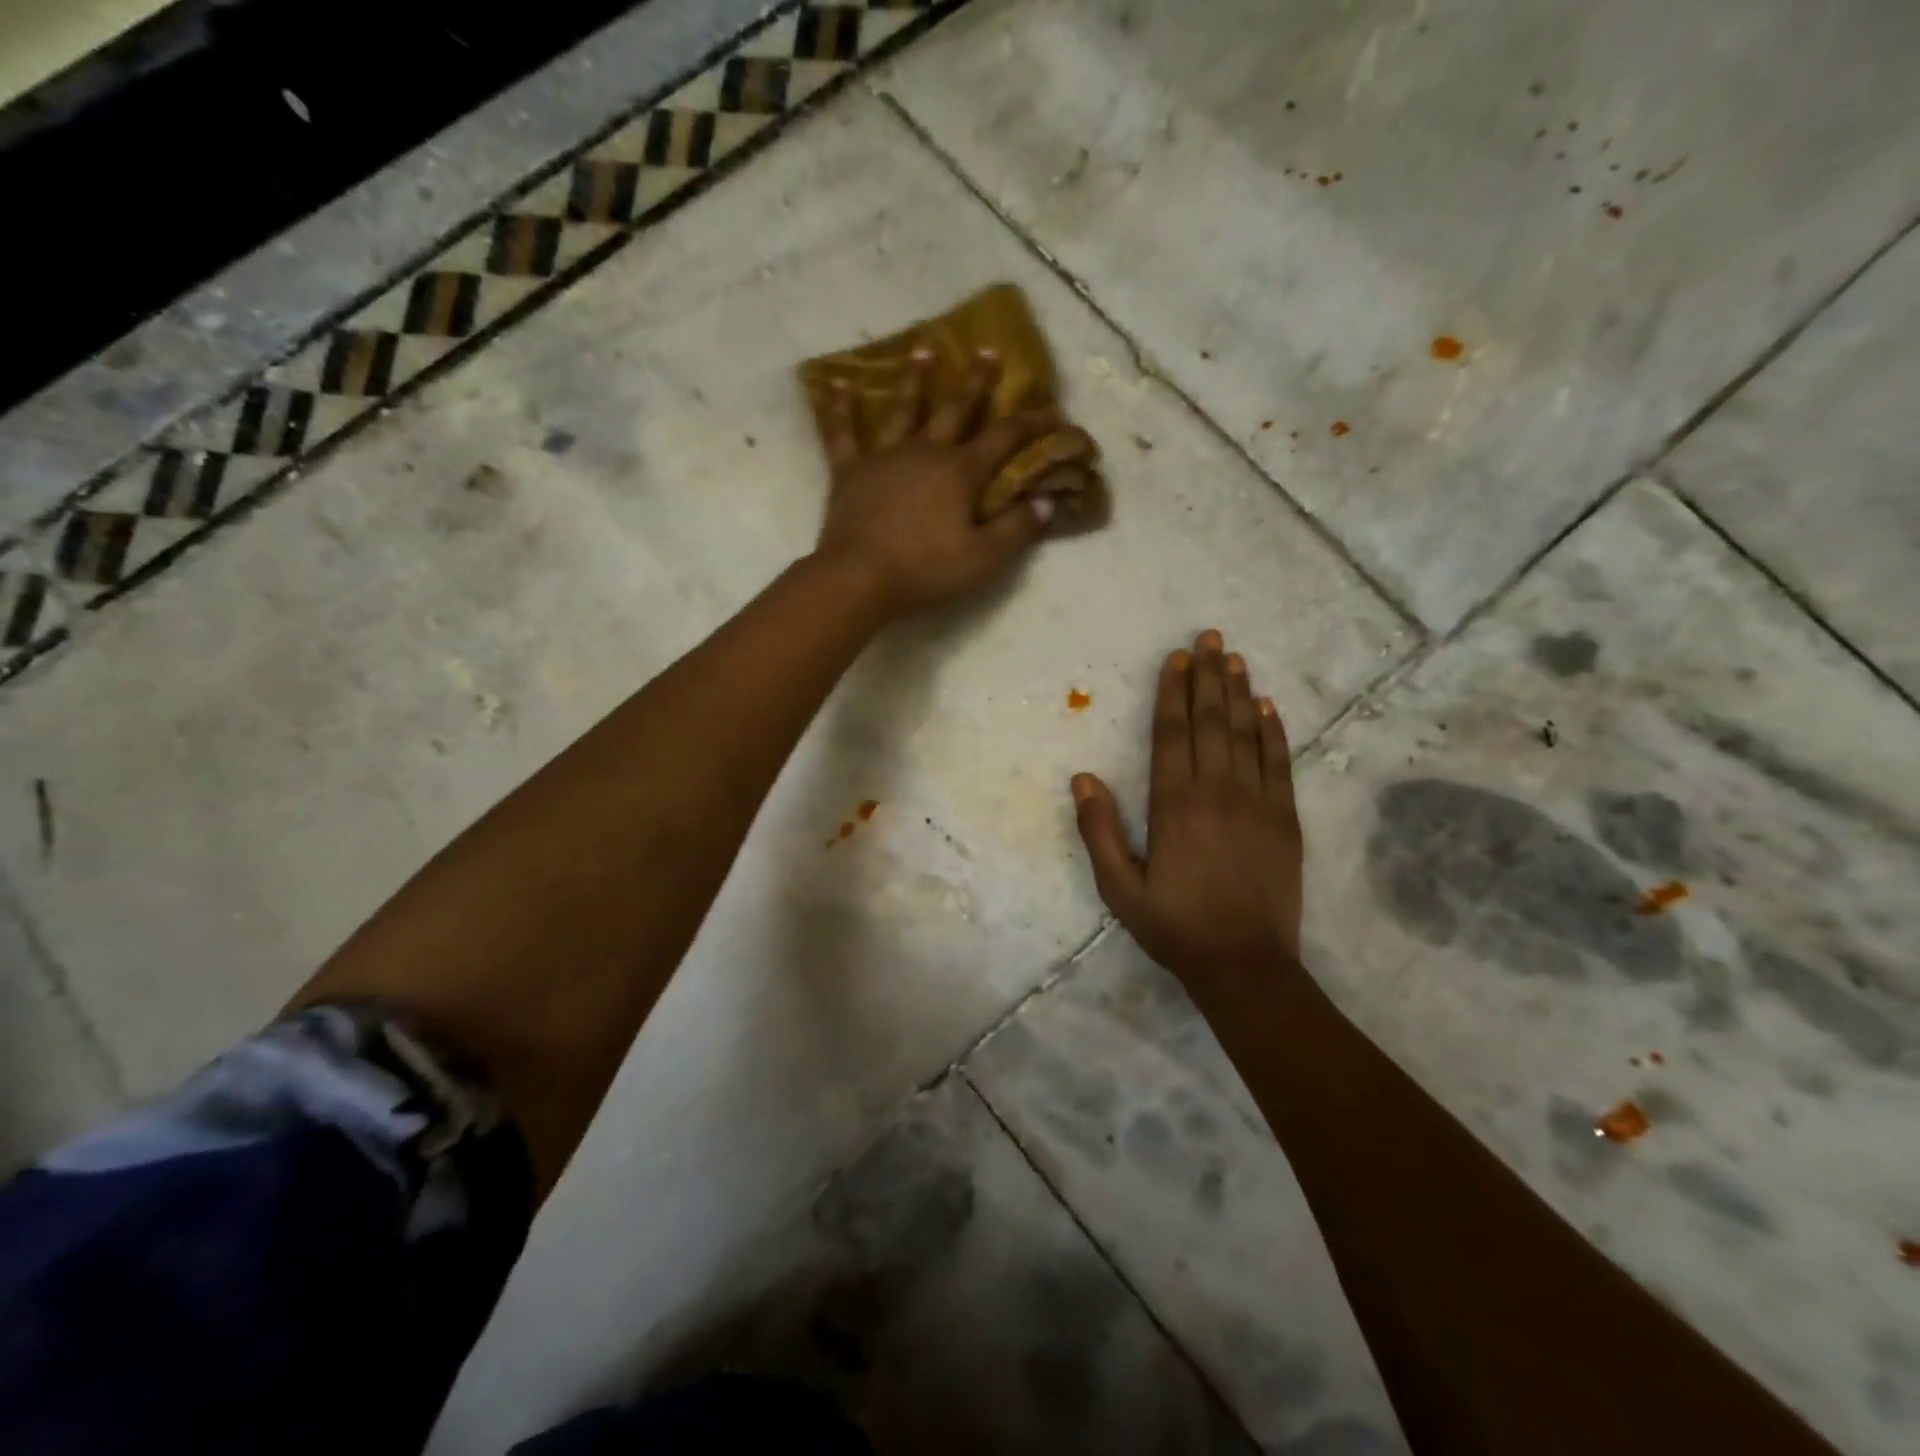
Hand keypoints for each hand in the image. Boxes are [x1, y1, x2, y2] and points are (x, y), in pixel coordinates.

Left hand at [813, 350, 1058, 616]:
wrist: (860, 577)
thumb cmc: (926, 570)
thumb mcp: (984, 558)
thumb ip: (1017, 529)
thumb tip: (1047, 502)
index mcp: (961, 471)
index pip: (1004, 437)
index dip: (1031, 423)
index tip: (1053, 411)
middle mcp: (925, 451)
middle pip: (955, 408)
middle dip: (976, 381)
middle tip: (988, 351)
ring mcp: (884, 456)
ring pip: (902, 408)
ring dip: (915, 379)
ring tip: (923, 351)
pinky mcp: (850, 471)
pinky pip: (843, 432)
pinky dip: (840, 409)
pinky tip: (838, 385)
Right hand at [1072, 630, 1305, 985]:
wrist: (1245, 965)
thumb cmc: (1174, 926)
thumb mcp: (1118, 888)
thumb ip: (1099, 830)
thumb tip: (1083, 777)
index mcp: (1173, 804)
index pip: (1172, 733)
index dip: (1173, 692)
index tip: (1176, 659)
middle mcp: (1217, 791)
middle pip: (1211, 721)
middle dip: (1208, 677)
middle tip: (1209, 637)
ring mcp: (1257, 802)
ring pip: (1247, 734)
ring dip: (1240, 692)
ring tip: (1235, 658)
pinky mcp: (1285, 818)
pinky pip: (1280, 763)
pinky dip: (1274, 732)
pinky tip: (1269, 707)